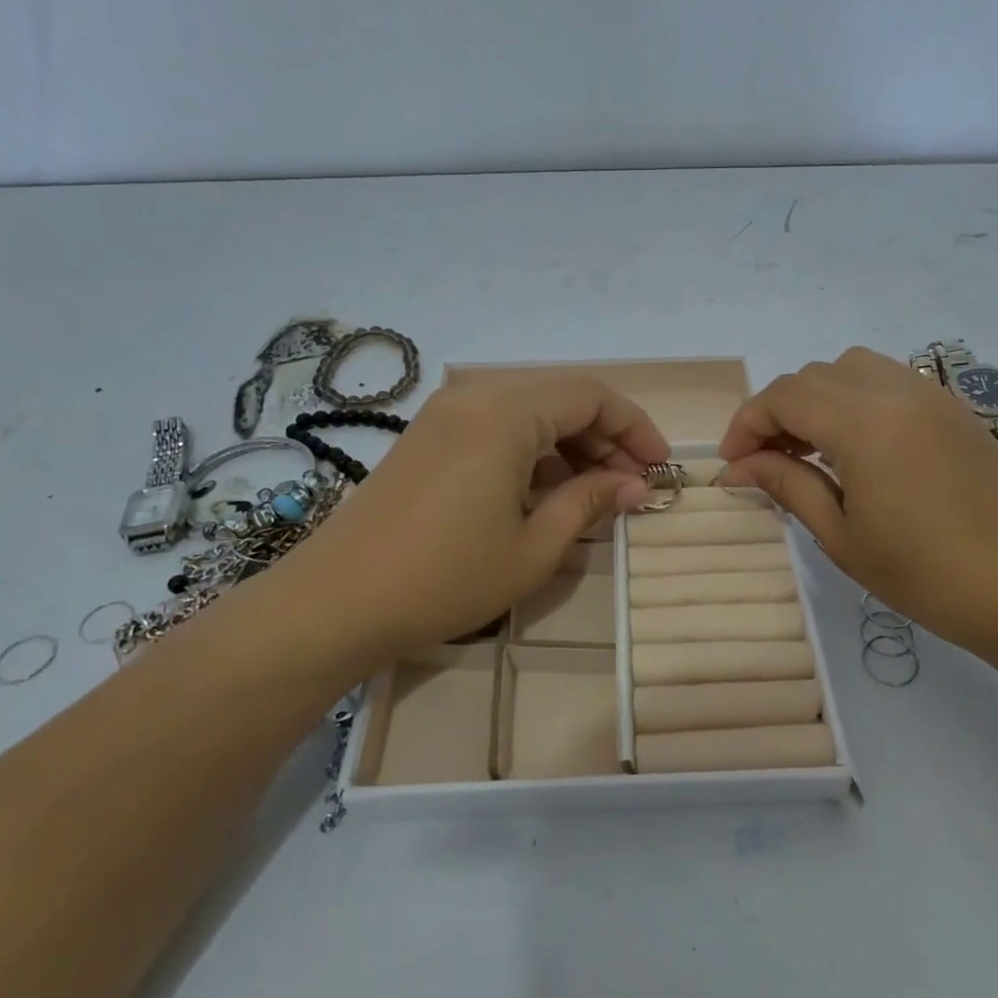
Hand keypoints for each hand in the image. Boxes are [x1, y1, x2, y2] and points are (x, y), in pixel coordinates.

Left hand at [293, 375, 668, 661]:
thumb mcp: (534, 546)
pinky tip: (545, 493)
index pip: (591, 396)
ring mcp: (445, 415)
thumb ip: (591, 502)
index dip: (634, 427)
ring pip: (529, 412)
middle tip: (632, 485)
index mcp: (506, 413)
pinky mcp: (427, 438)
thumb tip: (635, 485)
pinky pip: (496, 427)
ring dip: (569, 445)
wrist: (337, 601)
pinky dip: (531, 452)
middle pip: (560, 398)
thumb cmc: (446, 576)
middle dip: (605, 437)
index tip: (659, 467)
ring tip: (595, 494)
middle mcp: (475, 396)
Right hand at [718, 348, 997, 666]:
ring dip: (819, 400)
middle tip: (768, 463)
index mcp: (864, 421)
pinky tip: (859, 452)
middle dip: (779, 411)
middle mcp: (896, 390)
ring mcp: (933, 396)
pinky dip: (856, 401)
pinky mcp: (955, 412)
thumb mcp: (843, 536)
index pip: (784, 396)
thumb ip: (787, 486)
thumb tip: (737, 468)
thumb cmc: (929, 574)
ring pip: (853, 370)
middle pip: (815, 375)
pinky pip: (889, 382)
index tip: (732, 465)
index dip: (747, 424)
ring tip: (811, 452)